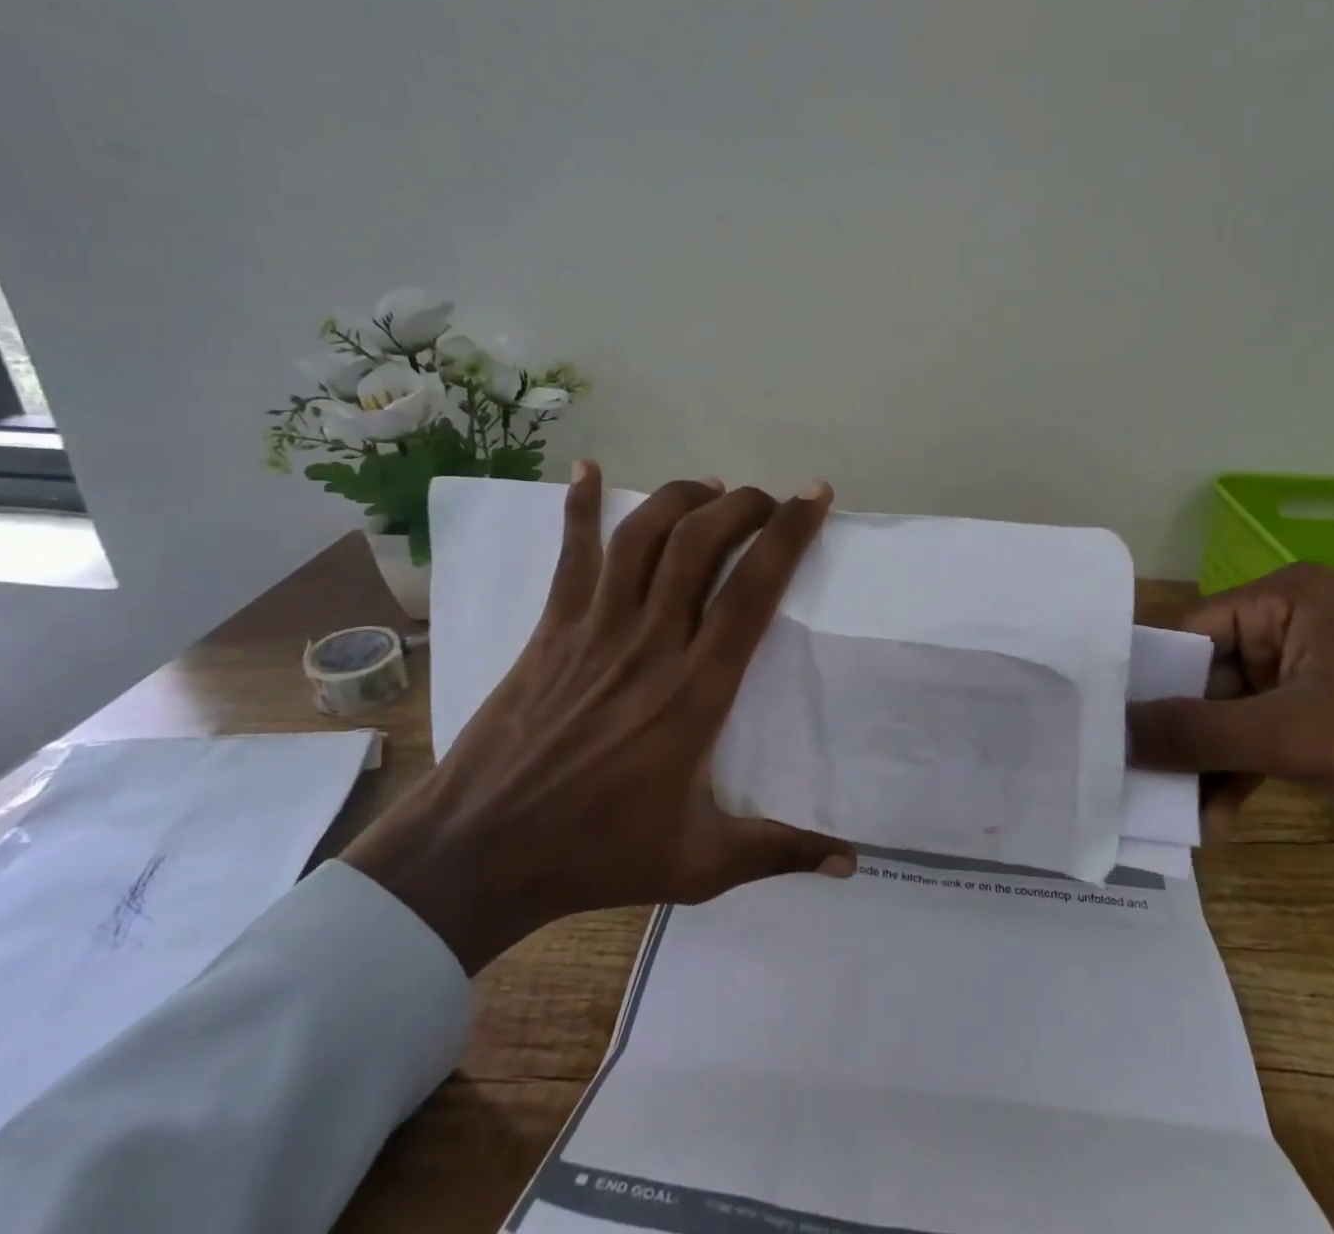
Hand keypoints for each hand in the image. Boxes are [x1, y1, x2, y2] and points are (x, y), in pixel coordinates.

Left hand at [343, 464, 855, 974]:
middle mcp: (651, 643)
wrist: (481, 853)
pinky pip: (571, 554)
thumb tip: (852, 861)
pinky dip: (579, 506)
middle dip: (741, 505)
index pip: (753, 591)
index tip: (813, 497)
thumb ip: (780, 852)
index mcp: (696, 691)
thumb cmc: (598, 854)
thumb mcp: (701, 865)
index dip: (788, 534)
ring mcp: (595, 629)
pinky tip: (587, 469)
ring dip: (681, 499)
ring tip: (710, 490)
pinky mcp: (552, 628)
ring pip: (643, 536)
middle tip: (764, 499)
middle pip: (700, 544)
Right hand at [1131, 564, 1333, 1010]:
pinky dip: (1237, 776)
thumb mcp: (1294, 736)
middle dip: (1179, 732)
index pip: (1191, 631)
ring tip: (1174, 811)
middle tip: (1133, 777)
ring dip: (1206, 763)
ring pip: (1230, 715)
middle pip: (1206, 677)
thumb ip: (1196, 732)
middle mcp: (1293, 627)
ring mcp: (1311, 677)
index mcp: (1288, 599)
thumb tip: (1114, 733)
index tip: (1106, 724)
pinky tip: (1216, 819)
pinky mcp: (1326, 722)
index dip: (1148, 679)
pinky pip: (1260, 740)